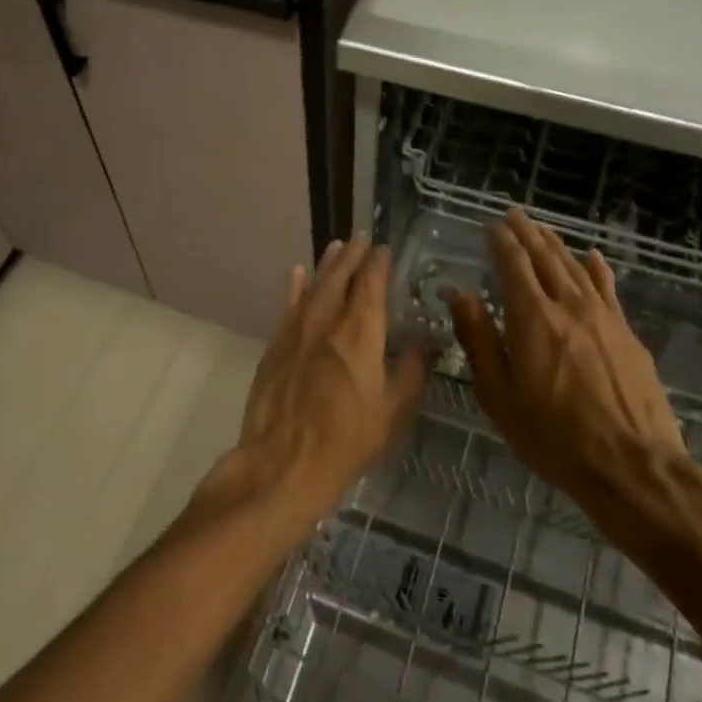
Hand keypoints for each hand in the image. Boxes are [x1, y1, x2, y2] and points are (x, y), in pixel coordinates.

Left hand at [221, 237, 430, 539]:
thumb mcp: (392, 412)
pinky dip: (293, 288)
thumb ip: (410, 373)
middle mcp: (326, 322)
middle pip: (339, 278)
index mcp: (360, 334)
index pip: (370, 285)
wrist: (284, 463)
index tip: (384, 249)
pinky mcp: (275, 346)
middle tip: (360, 238)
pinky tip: (296, 273)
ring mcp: (296, 332)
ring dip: (326, 265)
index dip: (378, 264)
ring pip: (313, 287)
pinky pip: (287, 307)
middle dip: (352, 256)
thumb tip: (425, 344)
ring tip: (335, 246)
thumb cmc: (347, 441)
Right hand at [450, 210, 691, 542]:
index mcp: (532, 318)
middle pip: (546, 258)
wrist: (632, 464)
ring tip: (543, 229)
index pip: (514, 265)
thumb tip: (459, 294)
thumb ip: (479, 339)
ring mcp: (604, 318)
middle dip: (528, 234)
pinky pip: (608, 289)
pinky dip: (596, 269)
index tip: (492, 226)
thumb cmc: (552, 435)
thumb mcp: (499, 394)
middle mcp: (569, 306)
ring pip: (576, 268)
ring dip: (557, 245)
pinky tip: (592, 257)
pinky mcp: (628, 335)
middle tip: (515, 214)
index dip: (501, 242)